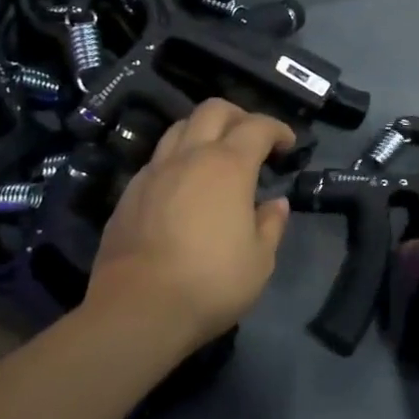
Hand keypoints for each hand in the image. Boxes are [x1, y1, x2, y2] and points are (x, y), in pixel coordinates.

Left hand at [86, 99, 296, 353]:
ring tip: (216, 156)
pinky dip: (178, 159)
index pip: (257, 127)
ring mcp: (154, 172)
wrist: (137, 309)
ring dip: (203, 131)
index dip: (277, 129)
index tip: (288, 144)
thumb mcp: (260, 261)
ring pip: (179, 128)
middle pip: (213, 110)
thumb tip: (275, 203)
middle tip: (253, 139)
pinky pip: (158, 159)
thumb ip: (271, 225)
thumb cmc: (211, 283)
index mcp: (228, 167)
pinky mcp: (129, 193)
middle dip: (238, 116)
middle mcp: (189, 157)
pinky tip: (184, 187)